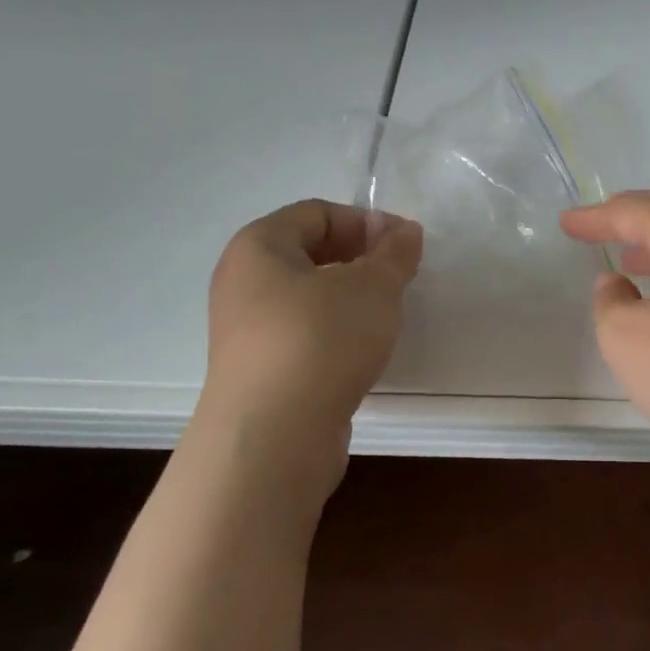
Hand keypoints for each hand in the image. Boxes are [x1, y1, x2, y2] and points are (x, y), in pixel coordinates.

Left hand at [199, 200, 422, 466]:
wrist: (275, 438)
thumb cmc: (321, 340)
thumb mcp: (373, 286)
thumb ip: (394, 253)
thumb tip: (404, 231)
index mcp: (259, 247)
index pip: (317, 212)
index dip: (366, 221)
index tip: (405, 245)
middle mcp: (243, 282)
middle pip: (311, 252)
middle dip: (361, 258)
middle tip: (401, 277)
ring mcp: (247, 330)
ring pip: (309, 296)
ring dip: (351, 298)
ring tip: (387, 314)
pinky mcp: (260, 371)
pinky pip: (304, 334)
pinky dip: (336, 332)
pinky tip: (363, 350)